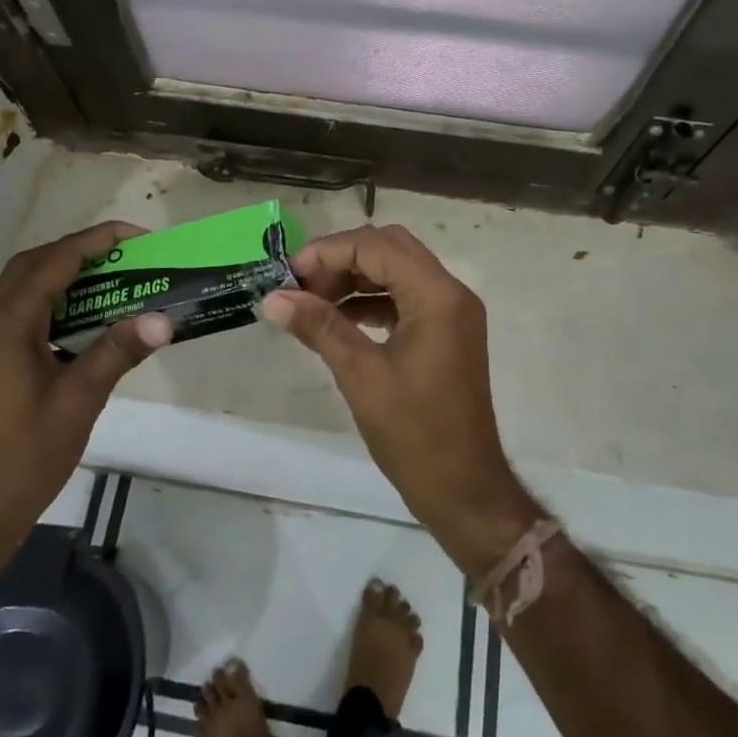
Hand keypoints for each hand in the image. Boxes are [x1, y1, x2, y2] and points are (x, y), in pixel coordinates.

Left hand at [0, 222, 171, 525]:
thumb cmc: (27, 454)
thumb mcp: (80, 398)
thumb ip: (118, 351)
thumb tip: (164, 318)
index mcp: (8, 326)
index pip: (54, 263)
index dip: (96, 241)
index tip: (137, 236)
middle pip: (33, 265)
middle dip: (78, 250)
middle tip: (124, 255)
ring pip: (26, 287)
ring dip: (66, 274)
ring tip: (112, 279)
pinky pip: (26, 312)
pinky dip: (57, 301)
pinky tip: (87, 319)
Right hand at [261, 225, 539, 569]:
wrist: (464, 489)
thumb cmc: (414, 434)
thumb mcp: (361, 376)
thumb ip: (319, 327)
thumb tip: (273, 298)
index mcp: (437, 296)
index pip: (377, 247)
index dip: (328, 252)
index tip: (289, 275)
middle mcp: (451, 292)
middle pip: (390, 248)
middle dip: (341, 259)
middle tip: (301, 285)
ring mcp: (452, 311)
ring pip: (397, 269)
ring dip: (355, 277)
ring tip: (312, 301)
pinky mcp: (447, 331)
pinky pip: (405, 296)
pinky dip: (372, 299)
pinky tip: (339, 318)